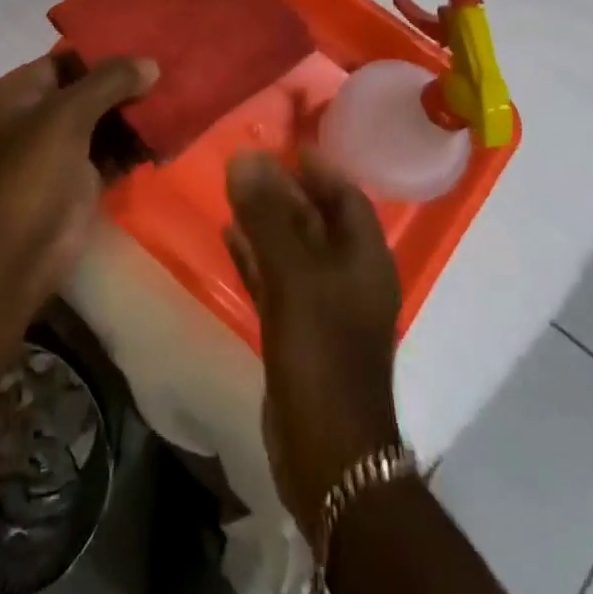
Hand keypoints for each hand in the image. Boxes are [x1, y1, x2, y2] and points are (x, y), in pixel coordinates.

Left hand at [0, 53, 158, 298]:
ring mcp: (58, 152)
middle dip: (126, 85)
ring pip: (103, 124)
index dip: (103, 52)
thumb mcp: (66, 116)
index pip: (65, 60)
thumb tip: (151, 63)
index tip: (146, 42)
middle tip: (170, 71)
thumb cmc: (32, 173)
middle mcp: (35, 118)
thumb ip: (108, 82)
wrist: (16, 256)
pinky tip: (168, 138)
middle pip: (87, 91)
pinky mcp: (79, 183)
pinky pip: (112, 155)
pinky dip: (135, 148)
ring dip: (135, 117)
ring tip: (177, 100)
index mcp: (17, 94)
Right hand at [225, 149, 403, 544]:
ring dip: (266, 220)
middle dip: (284, 189)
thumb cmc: (321, 353)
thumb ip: (268, 217)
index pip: (346, 195)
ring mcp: (323, 306)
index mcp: (364, 258)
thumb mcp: (293, 277)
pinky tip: (227, 235)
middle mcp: (349, 276)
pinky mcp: (298, 330)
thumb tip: (244, 157)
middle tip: (246, 160)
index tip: (284, 141)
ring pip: (293, 248)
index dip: (318, 166)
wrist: (326, 453)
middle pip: (317, 219)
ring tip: (232, 189)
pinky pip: (276, 278)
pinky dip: (255, 256)